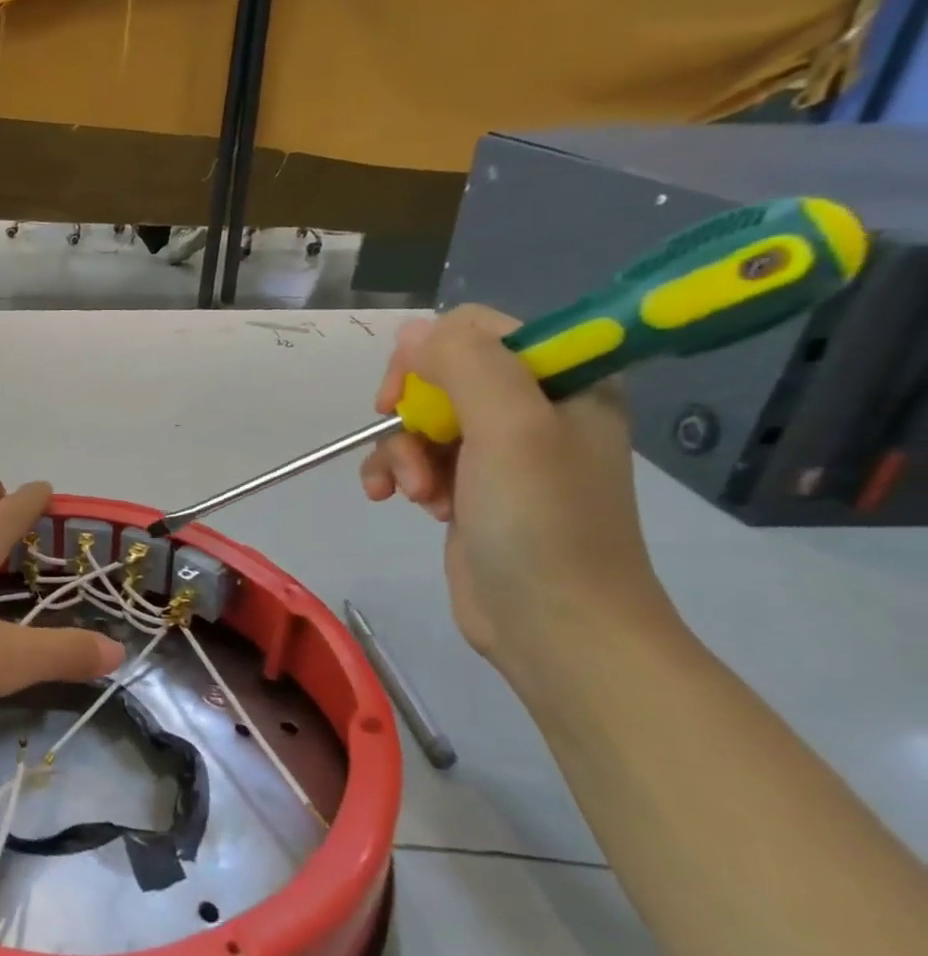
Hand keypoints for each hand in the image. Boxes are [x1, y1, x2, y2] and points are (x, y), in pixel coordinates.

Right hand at [358, 307, 674, 679]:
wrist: (555, 626)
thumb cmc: (543, 522)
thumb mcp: (511, 428)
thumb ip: (465, 364)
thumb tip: (412, 331)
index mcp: (564, 380)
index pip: (478, 330)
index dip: (432, 354)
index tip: (407, 395)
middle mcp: (533, 408)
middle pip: (441, 375)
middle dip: (412, 412)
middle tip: (402, 438)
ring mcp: (499, 452)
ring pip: (421, 421)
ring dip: (401, 453)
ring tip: (410, 493)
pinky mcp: (469, 490)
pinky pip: (416, 459)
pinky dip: (396, 476)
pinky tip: (391, 501)